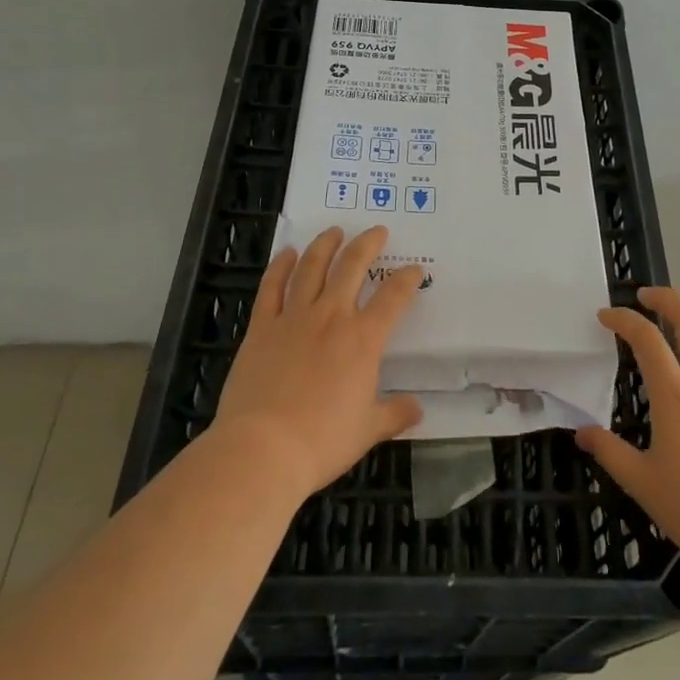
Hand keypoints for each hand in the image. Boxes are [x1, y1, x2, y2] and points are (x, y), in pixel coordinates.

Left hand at [212, 225, 424, 498]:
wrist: (263, 449)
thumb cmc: (322, 442)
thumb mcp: (368, 431)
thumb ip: (395, 414)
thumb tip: (417, 409)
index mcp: (363, 340)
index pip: (393, 298)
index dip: (407, 279)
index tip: (414, 270)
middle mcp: (331, 318)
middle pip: (352, 267)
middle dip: (368, 244)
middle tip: (377, 231)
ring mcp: (293, 318)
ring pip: (312, 267)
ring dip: (325, 245)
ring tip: (334, 231)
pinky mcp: (262, 327)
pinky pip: (272, 287)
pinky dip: (280, 266)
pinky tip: (286, 253)